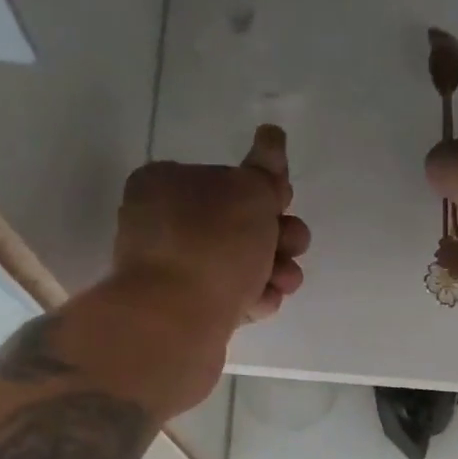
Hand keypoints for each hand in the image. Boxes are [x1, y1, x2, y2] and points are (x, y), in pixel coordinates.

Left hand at [113, 125, 310, 333]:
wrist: (177, 322)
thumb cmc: (213, 245)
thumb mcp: (251, 193)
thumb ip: (267, 170)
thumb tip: (272, 136)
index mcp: (167, 183)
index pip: (226, 179)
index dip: (264, 191)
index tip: (284, 204)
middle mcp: (163, 224)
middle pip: (236, 225)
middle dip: (276, 236)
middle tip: (294, 245)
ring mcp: (172, 272)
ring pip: (237, 265)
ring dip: (272, 269)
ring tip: (285, 281)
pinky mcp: (183, 311)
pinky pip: (227, 298)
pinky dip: (251, 298)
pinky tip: (264, 303)